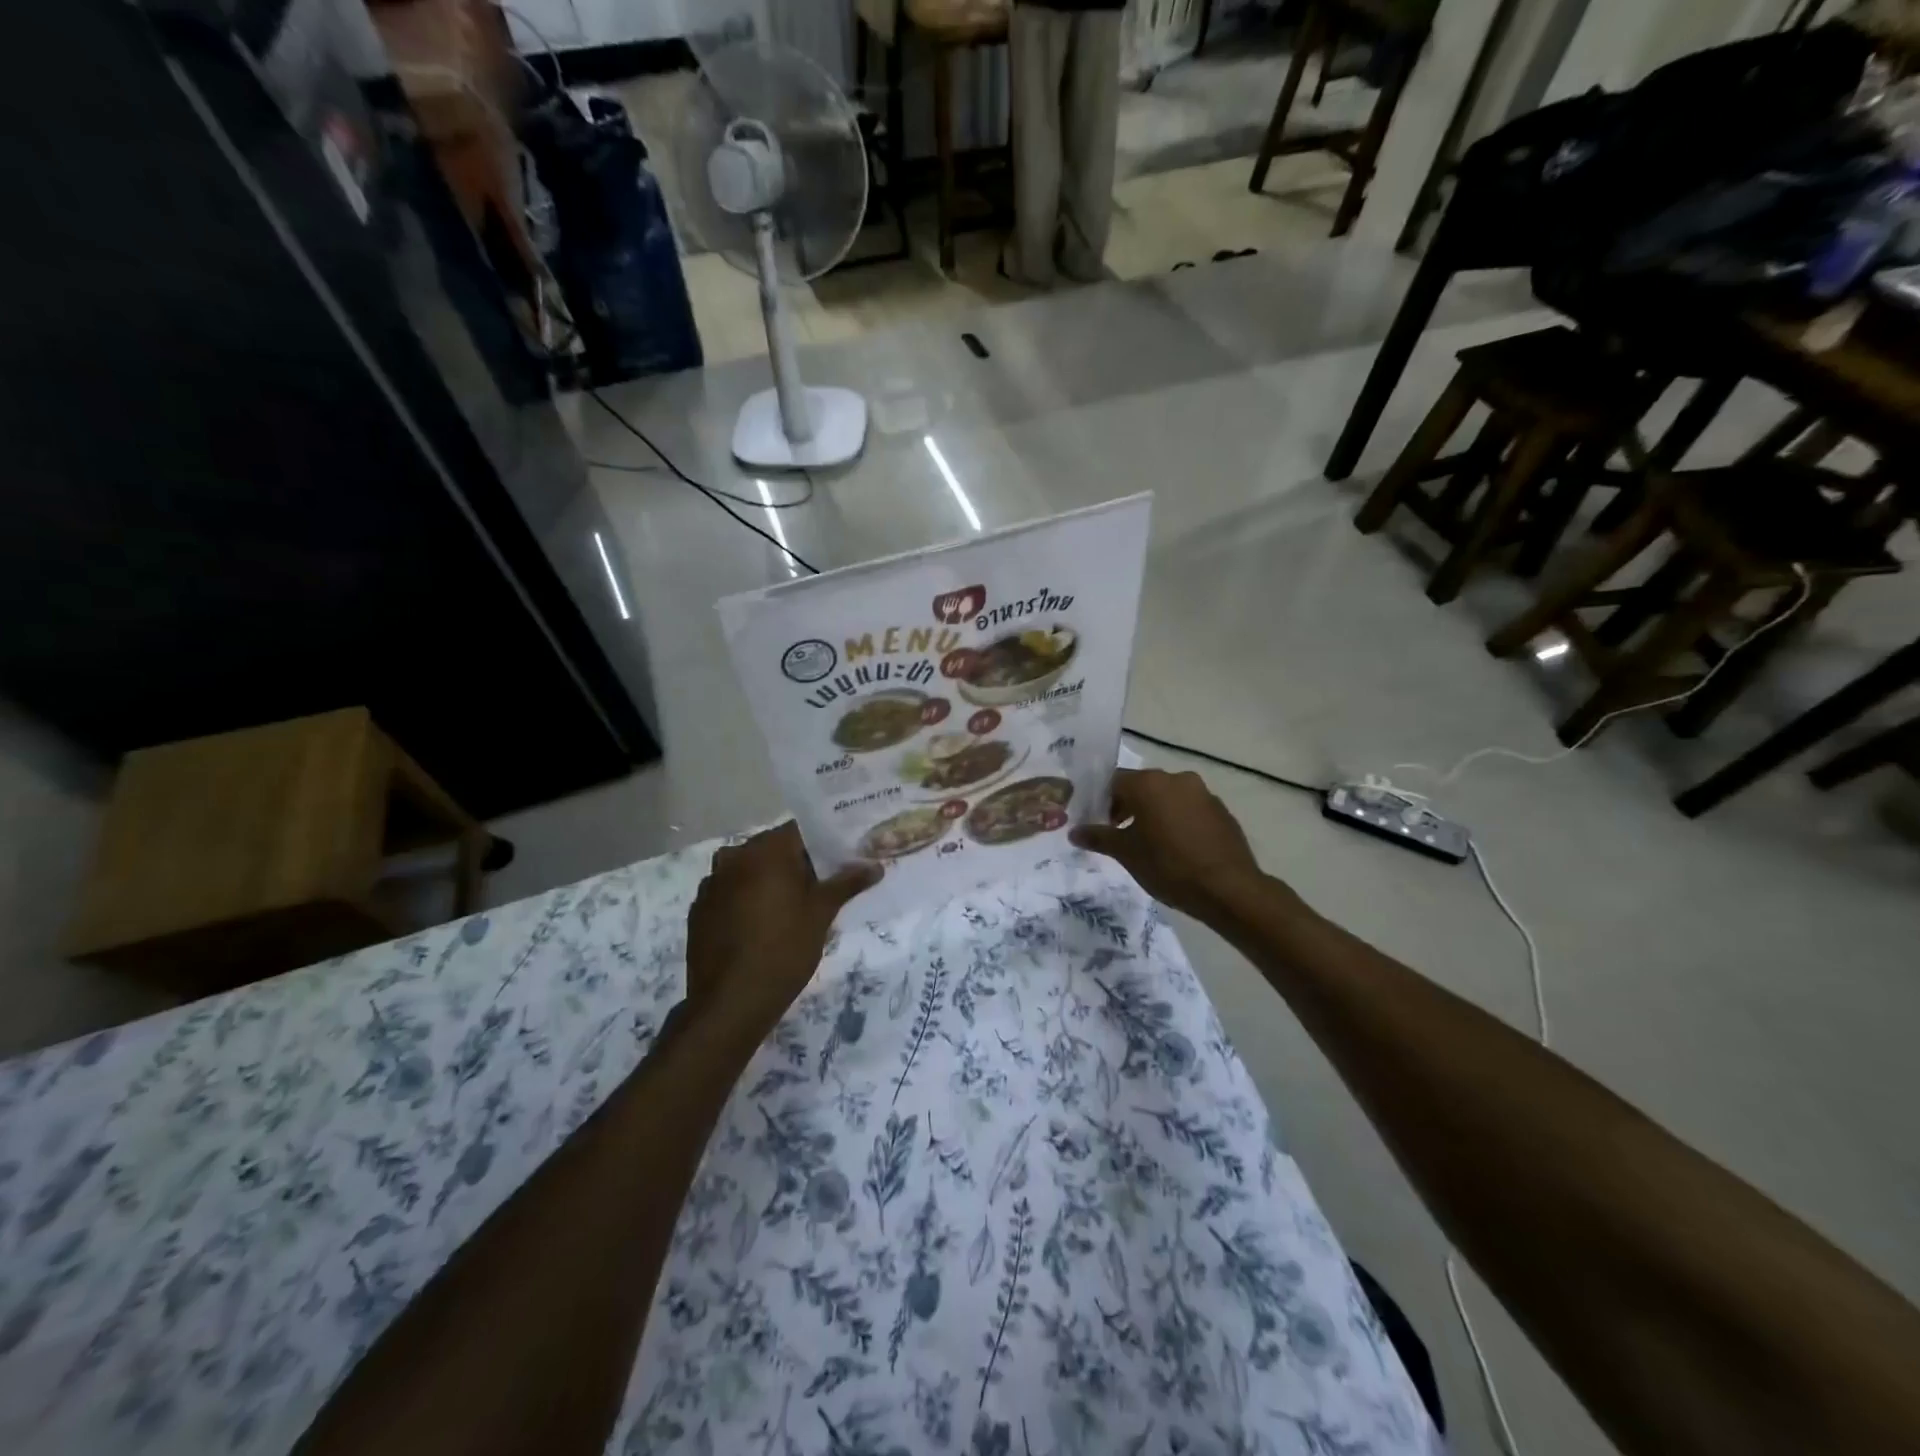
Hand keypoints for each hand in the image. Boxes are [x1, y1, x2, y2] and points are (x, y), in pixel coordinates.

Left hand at [685, 822, 879, 1041]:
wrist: (729, 1003)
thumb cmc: (784, 950)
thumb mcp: (821, 914)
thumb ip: (847, 883)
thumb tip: (874, 865)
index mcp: (766, 850)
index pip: (800, 830)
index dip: (823, 842)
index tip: (841, 858)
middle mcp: (734, 856)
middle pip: (773, 848)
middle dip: (797, 862)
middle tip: (823, 885)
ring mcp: (711, 883)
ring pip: (749, 870)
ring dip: (769, 880)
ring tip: (792, 907)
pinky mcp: (699, 909)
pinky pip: (730, 892)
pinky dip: (746, 899)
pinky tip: (760, 925)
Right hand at [1071, 768, 1268, 920]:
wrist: (1228, 889)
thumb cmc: (1168, 866)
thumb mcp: (1126, 853)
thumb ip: (1098, 837)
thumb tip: (1074, 832)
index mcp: (1149, 783)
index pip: (1113, 781)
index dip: (1101, 802)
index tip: (1099, 825)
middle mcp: (1176, 778)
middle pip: (1142, 786)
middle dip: (1127, 807)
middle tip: (1120, 835)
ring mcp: (1203, 793)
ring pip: (1167, 797)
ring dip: (1154, 814)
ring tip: (1149, 844)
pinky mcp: (1221, 810)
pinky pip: (1190, 809)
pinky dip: (1177, 821)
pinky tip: (1177, 848)